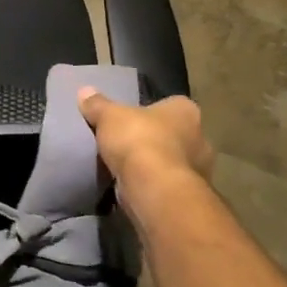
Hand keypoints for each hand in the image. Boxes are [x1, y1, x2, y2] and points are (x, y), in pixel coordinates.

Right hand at [77, 90, 213, 193]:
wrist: (153, 188)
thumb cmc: (138, 140)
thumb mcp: (108, 116)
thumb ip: (98, 104)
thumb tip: (85, 91)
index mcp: (186, 111)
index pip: (172, 105)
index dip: (152, 112)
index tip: (134, 120)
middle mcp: (201, 137)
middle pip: (175, 135)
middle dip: (157, 140)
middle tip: (130, 144)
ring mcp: (200, 169)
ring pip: (174, 162)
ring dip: (157, 165)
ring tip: (129, 168)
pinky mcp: (189, 195)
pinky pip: (169, 185)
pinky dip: (155, 185)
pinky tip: (135, 187)